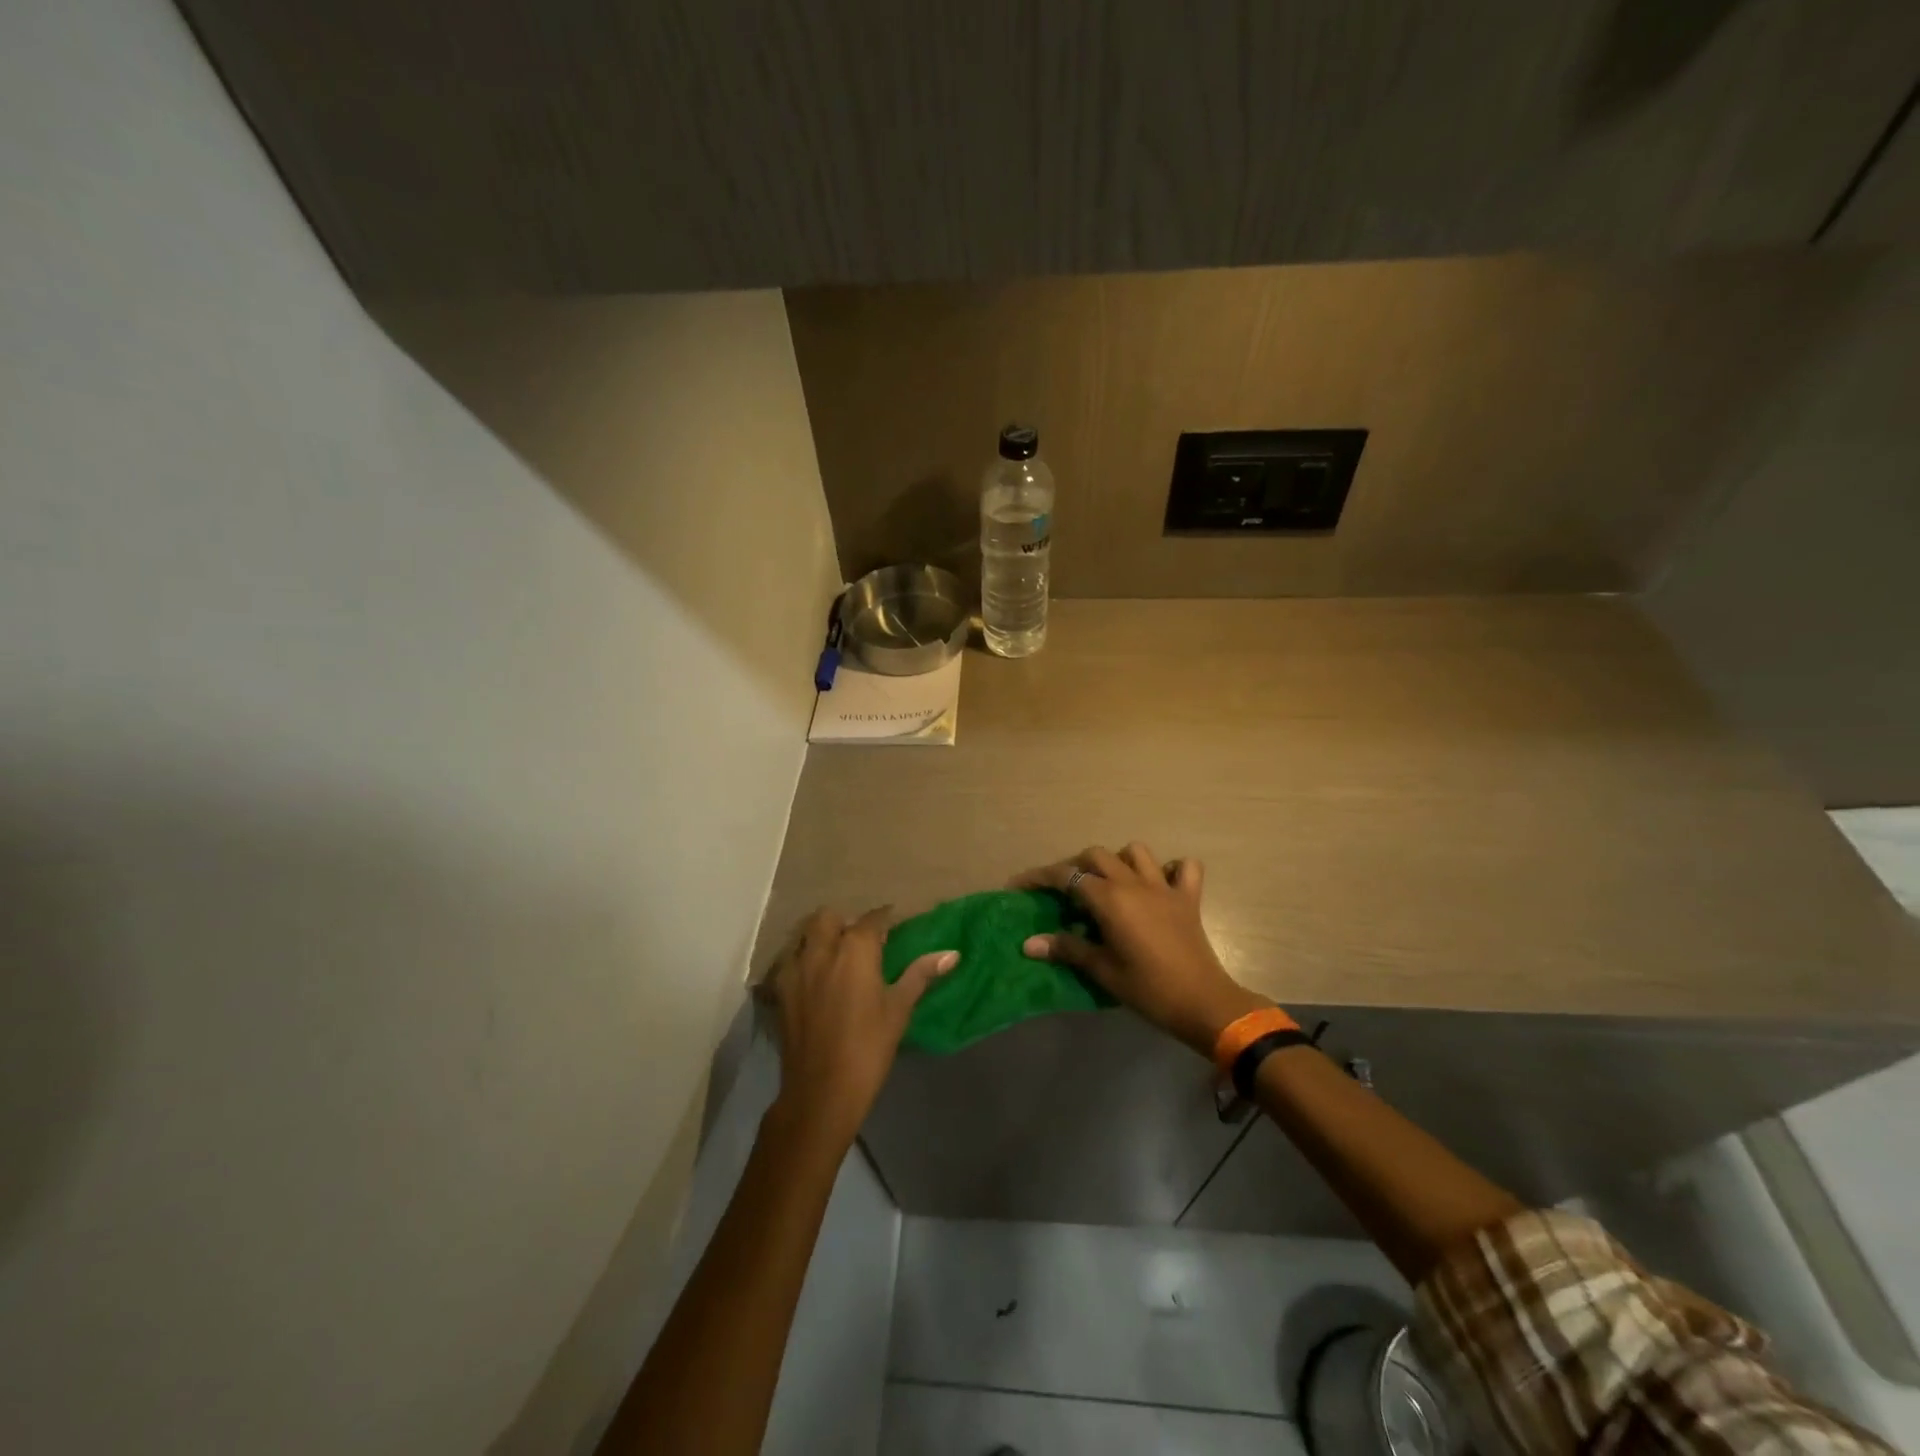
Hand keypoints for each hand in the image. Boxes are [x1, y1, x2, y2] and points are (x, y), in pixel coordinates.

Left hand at [762, 907, 957, 1151]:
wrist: (821, 1091)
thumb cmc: (868, 1048)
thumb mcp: (899, 1010)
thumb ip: (920, 975)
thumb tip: (952, 954)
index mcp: (856, 950)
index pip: (872, 919)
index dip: (883, 919)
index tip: (893, 926)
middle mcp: (822, 949)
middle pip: (829, 917)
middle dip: (845, 923)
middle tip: (861, 943)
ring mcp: (796, 968)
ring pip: (805, 935)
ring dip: (821, 938)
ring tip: (836, 958)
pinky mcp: (779, 990)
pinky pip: (789, 961)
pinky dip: (802, 961)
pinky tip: (813, 980)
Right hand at [1012, 843, 1267, 1056]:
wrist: (1203, 1002)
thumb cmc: (1147, 989)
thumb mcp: (1102, 970)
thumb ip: (1066, 949)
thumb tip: (1028, 944)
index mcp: (1110, 899)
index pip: (1066, 876)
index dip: (1039, 878)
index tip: (1019, 886)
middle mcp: (1135, 883)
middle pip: (1096, 856)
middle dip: (1074, 867)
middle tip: (1063, 892)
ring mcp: (1164, 887)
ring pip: (1135, 852)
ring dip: (1118, 861)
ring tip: (1108, 884)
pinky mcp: (1188, 898)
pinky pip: (1184, 868)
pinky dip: (1171, 869)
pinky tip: (1159, 884)